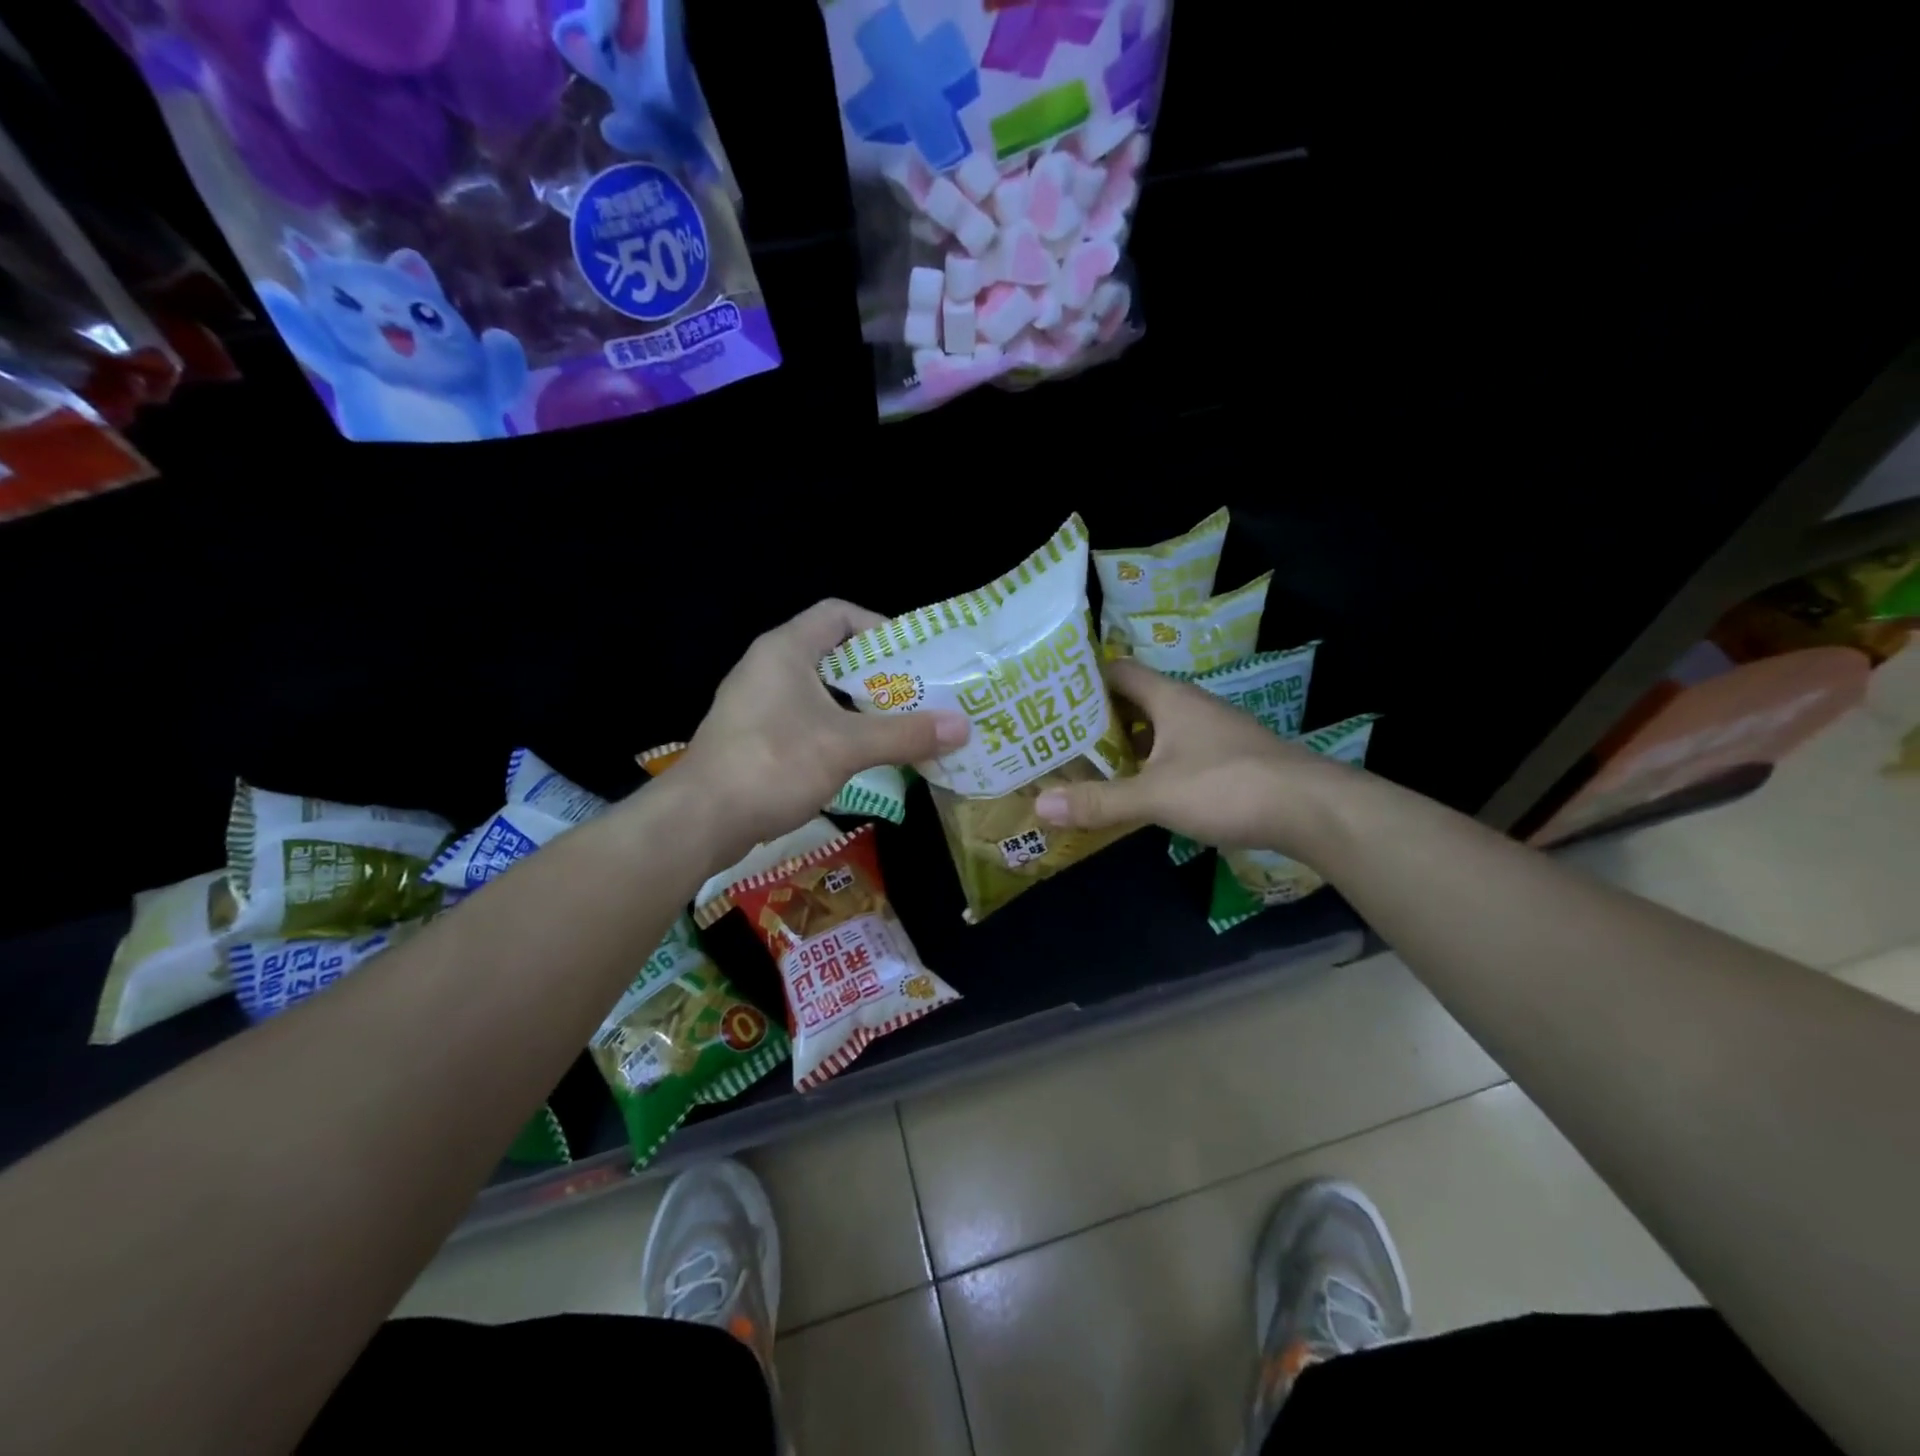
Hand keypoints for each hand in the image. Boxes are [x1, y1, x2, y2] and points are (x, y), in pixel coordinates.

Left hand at [676, 599, 970, 858]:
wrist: (700, 820)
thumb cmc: (774, 764)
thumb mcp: (847, 746)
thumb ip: (905, 734)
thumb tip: (963, 726)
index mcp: (786, 649)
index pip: (839, 614)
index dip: (879, 628)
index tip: (912, 659)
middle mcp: (768, 667)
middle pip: (833, 655)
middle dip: (877, 675)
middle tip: (917, 697)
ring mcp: (756, 704)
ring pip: (819, 692)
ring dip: (858, 707)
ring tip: (898, 727)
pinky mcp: (752, 737)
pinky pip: (804, 720)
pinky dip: (835, 730)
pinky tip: (860, 757)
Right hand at [1033, 657, 1340, 852]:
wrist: (1312, 810)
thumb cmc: (1228, 787)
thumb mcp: (1156, 796)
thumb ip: (1099, 801)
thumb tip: (1040, 806)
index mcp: (1170, 698)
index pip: (1117, 671)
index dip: (1082, 679)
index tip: (1048, 697)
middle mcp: (1190, 706)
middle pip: (1133, 702)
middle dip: (1096, 719)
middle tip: (1056, 738)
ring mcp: (1212, 732)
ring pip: (1156, 730)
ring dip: (1124, 745)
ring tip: (1085, 765)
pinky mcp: (1227, 759)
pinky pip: (1176, 753)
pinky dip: (1151, 765)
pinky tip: (1136, 790)